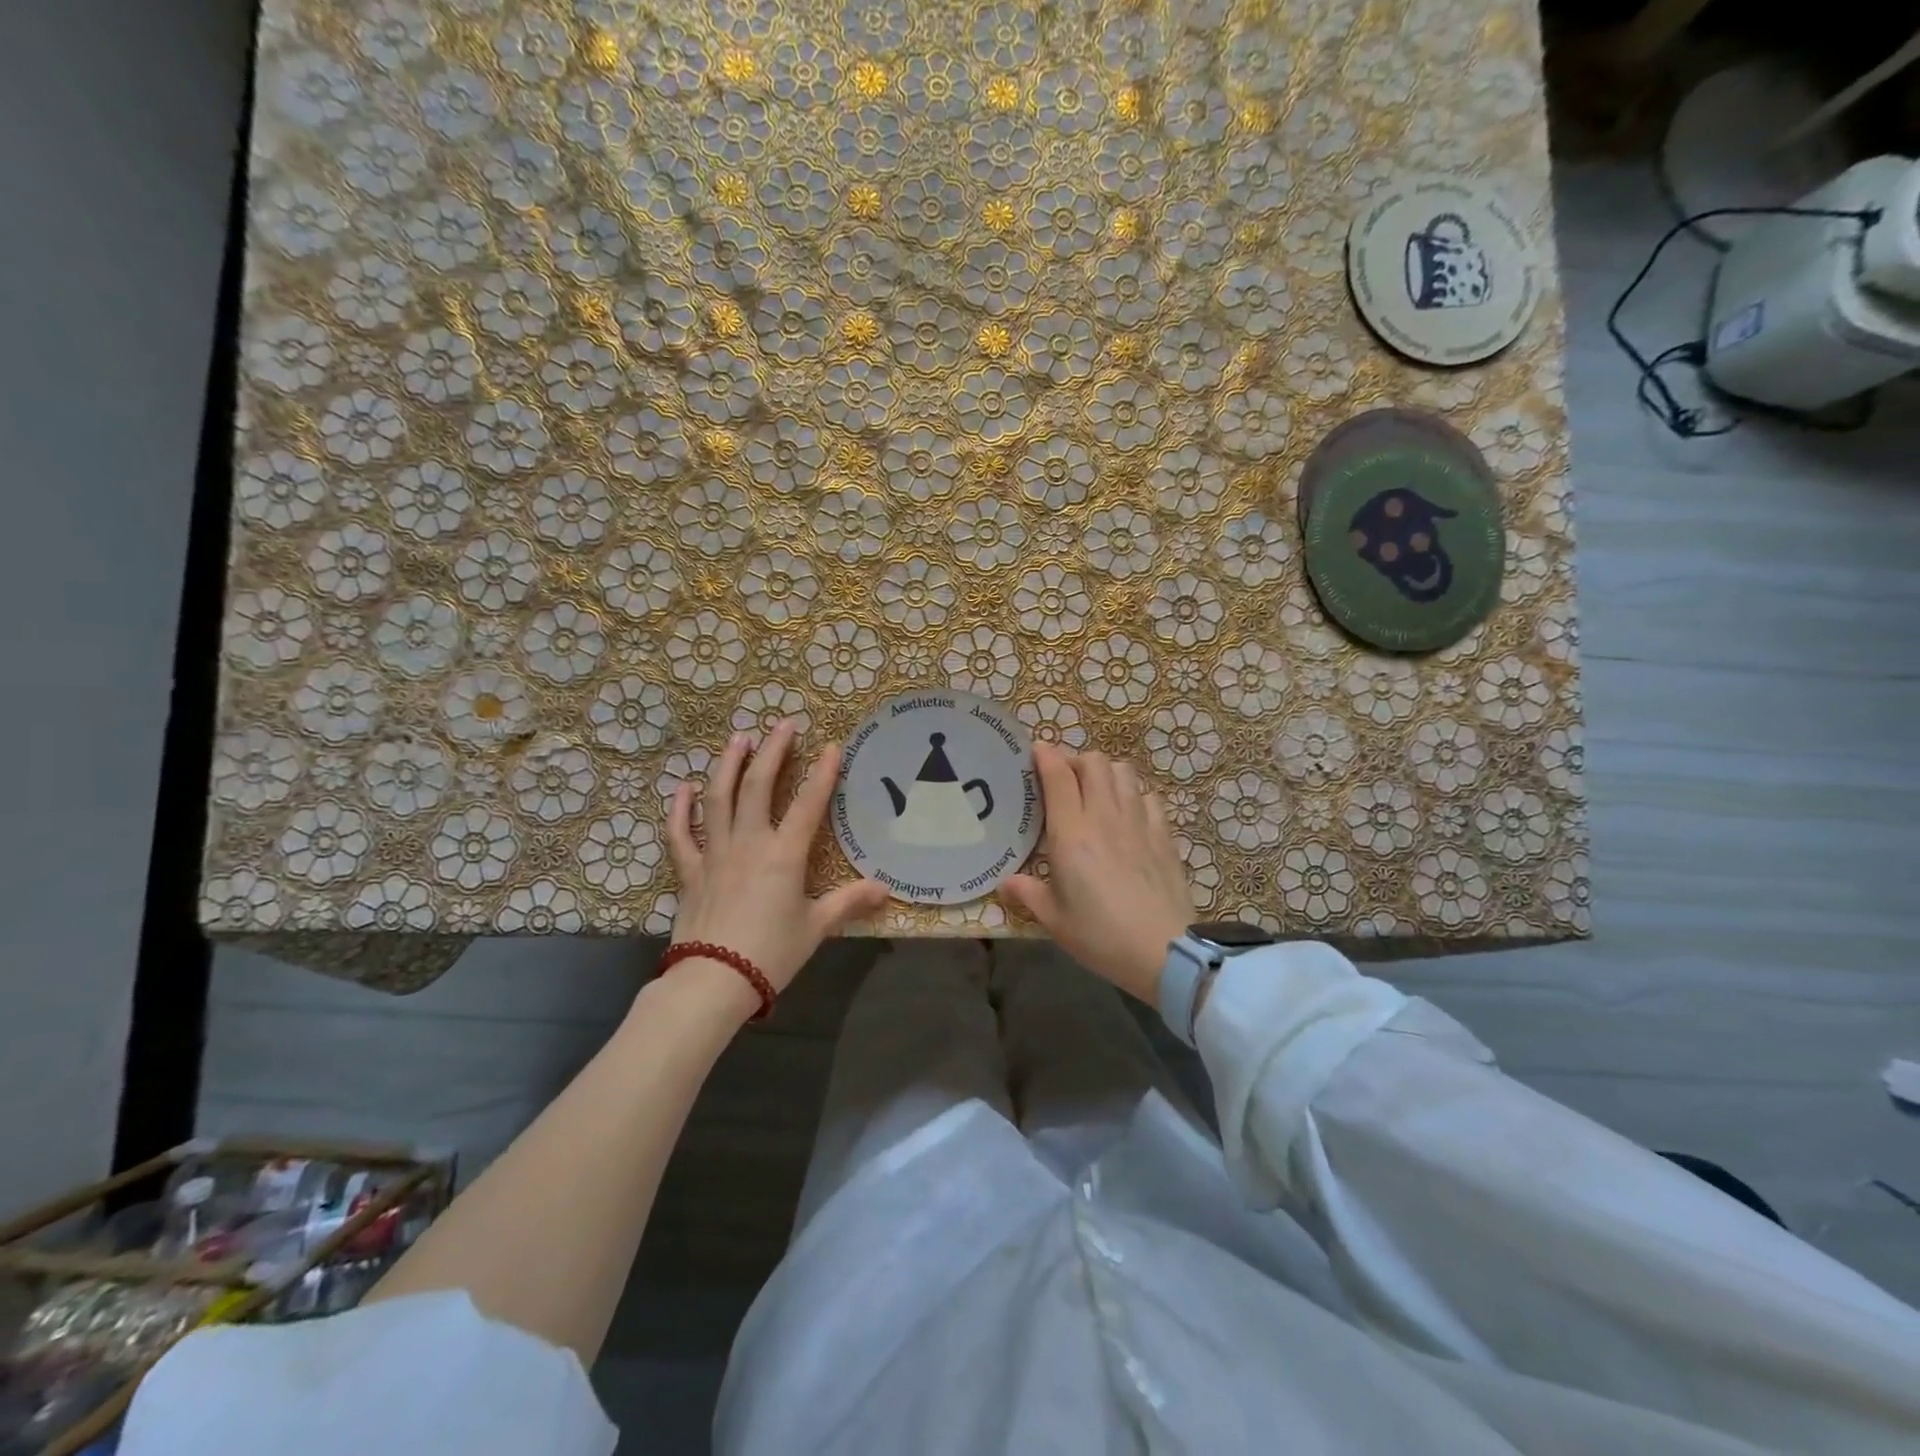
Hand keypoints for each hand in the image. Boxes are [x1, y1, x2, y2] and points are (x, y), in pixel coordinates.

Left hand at [666, 721, 888, 994]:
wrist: (713, 981)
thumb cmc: (771, 953)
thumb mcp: (817, 927)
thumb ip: (849, 902)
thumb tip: (885, 889)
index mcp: (784, 855)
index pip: (808, 804)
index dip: (823, 773)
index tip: (832, 745)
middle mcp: (749, 843)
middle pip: (758, 786)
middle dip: (773, 752)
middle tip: (783, 724)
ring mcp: (714, 853)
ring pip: (719, 798)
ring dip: (729, 764)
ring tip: (739, 738)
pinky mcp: (689, 870)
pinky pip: (680, 833)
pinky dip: (680, 808)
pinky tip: (684, 786)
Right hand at [999, 744, 1194, 1003]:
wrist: (1166, 951)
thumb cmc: (1101, 936)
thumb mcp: (1055, 920)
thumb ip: (1029, 894)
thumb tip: (1005, 882)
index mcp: (1072, 834)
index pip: (1059, 776)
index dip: (1046, 755)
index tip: (1037, 750)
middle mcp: (1105, 816)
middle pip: (1093, 762)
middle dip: (1075, 761)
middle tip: (1064, 779)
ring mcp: (1139, 822)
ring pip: (1123, 772)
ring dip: (1106, 772)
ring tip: (1096, 791)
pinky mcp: (1164, 834)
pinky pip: (1148, 797)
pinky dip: (1134, 795)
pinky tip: (1129, 814)